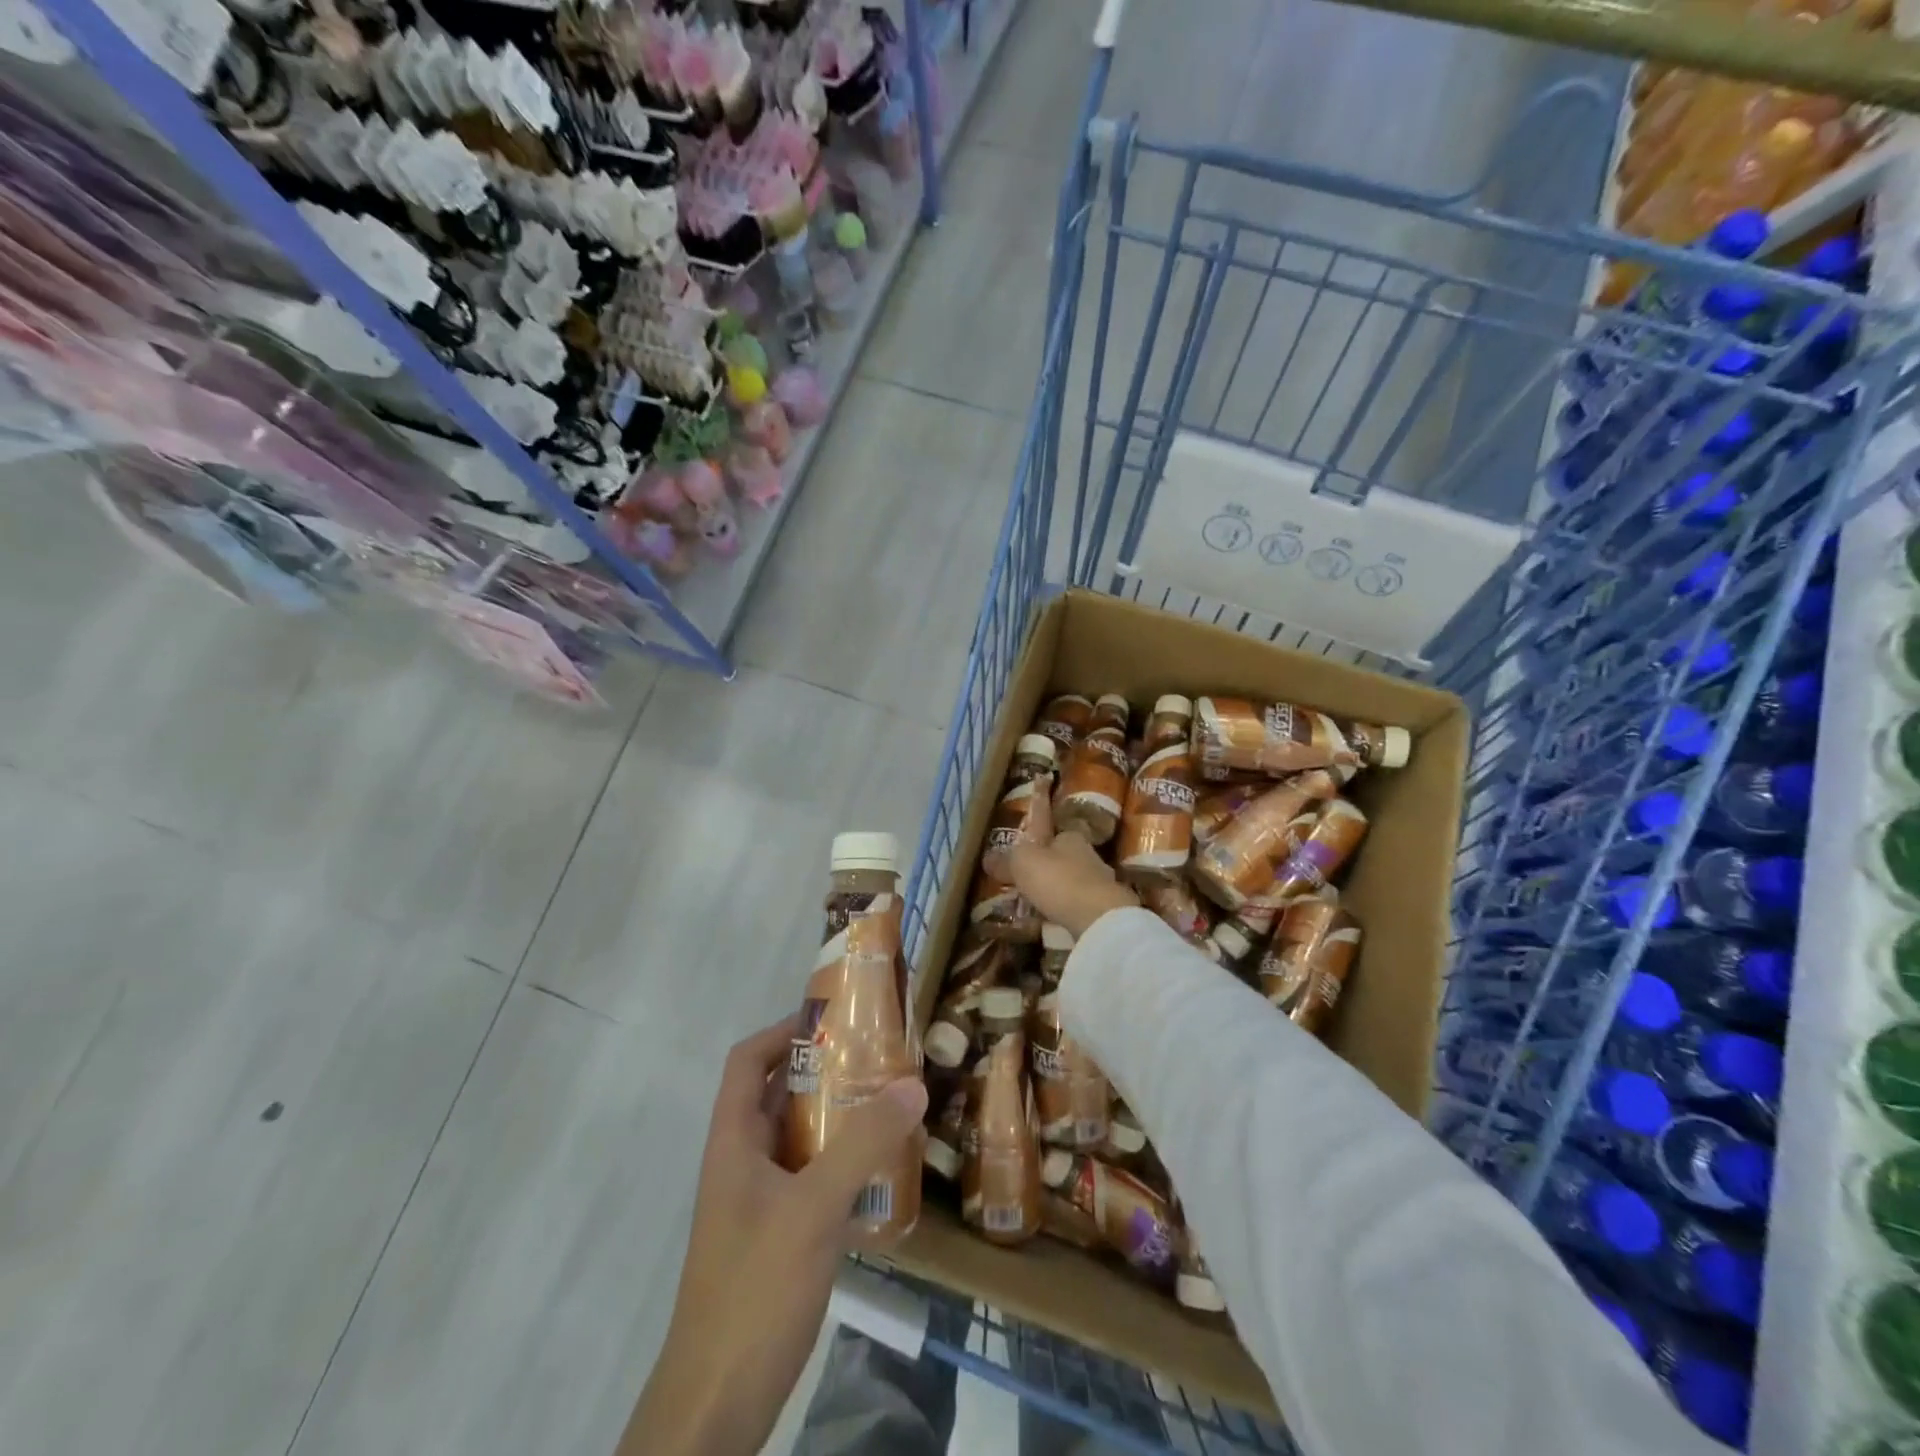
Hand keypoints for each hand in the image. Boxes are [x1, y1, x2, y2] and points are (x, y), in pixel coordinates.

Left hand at [618, 1016, 928, 1455]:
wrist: (716, 1405)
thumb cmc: (754, 1289)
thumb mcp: (814, 1208)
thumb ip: (864, 1144)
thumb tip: (913, 1082)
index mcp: (733, 1142)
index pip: (747, 1062)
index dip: (782, 1031)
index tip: (833, 1021)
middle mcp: (741, 1164)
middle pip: (776, 1096)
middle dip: (823, 1073)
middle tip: (877, 1059)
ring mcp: (756, 1204)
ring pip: (797, 1141)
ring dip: (836, 1120)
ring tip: (889, 1105)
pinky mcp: (775, 1240)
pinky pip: (810, 1181)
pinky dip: (841, 1166)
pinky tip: (881, 1174)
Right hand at [994, 788, 1138, 938]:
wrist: (1099, 918)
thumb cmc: (1058, 879)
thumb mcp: (1022, 863)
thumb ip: (1005, 861)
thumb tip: (987, 858)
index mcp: (1071, 836)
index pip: (1053, 830)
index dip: (1039, 838)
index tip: (1027, 849)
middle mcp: (1089, 855)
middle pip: (1065, 857)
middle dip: (1049, 866)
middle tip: (1027, 879)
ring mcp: (1101, 884)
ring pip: (1074, 882)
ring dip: (1059, 890)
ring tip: (1037, 904)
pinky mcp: (1106, 910)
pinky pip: (1080, 907)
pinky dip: (1068, 911)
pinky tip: (1055, 923)